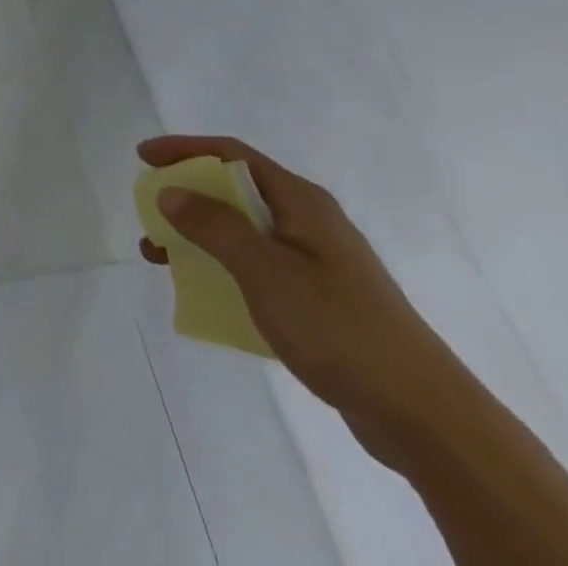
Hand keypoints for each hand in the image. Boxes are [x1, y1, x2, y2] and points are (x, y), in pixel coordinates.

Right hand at [135, 135, 458, 459]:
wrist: (424, 416)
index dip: (184, 149)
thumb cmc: (338, 326)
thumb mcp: (264, 269)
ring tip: (163, 258)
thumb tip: (170, 191)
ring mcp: (319, 263)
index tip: (143, 158)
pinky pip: (259, 269)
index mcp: (301, 201)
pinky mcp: (323, 302)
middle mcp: (310, 222)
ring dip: (200, 238)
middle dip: (187, 197)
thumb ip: (213, 226)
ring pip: (245, 233)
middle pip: (235, 191)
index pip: (231, 154)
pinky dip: (225, 270)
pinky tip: (209, 295)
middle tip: (150, 212)